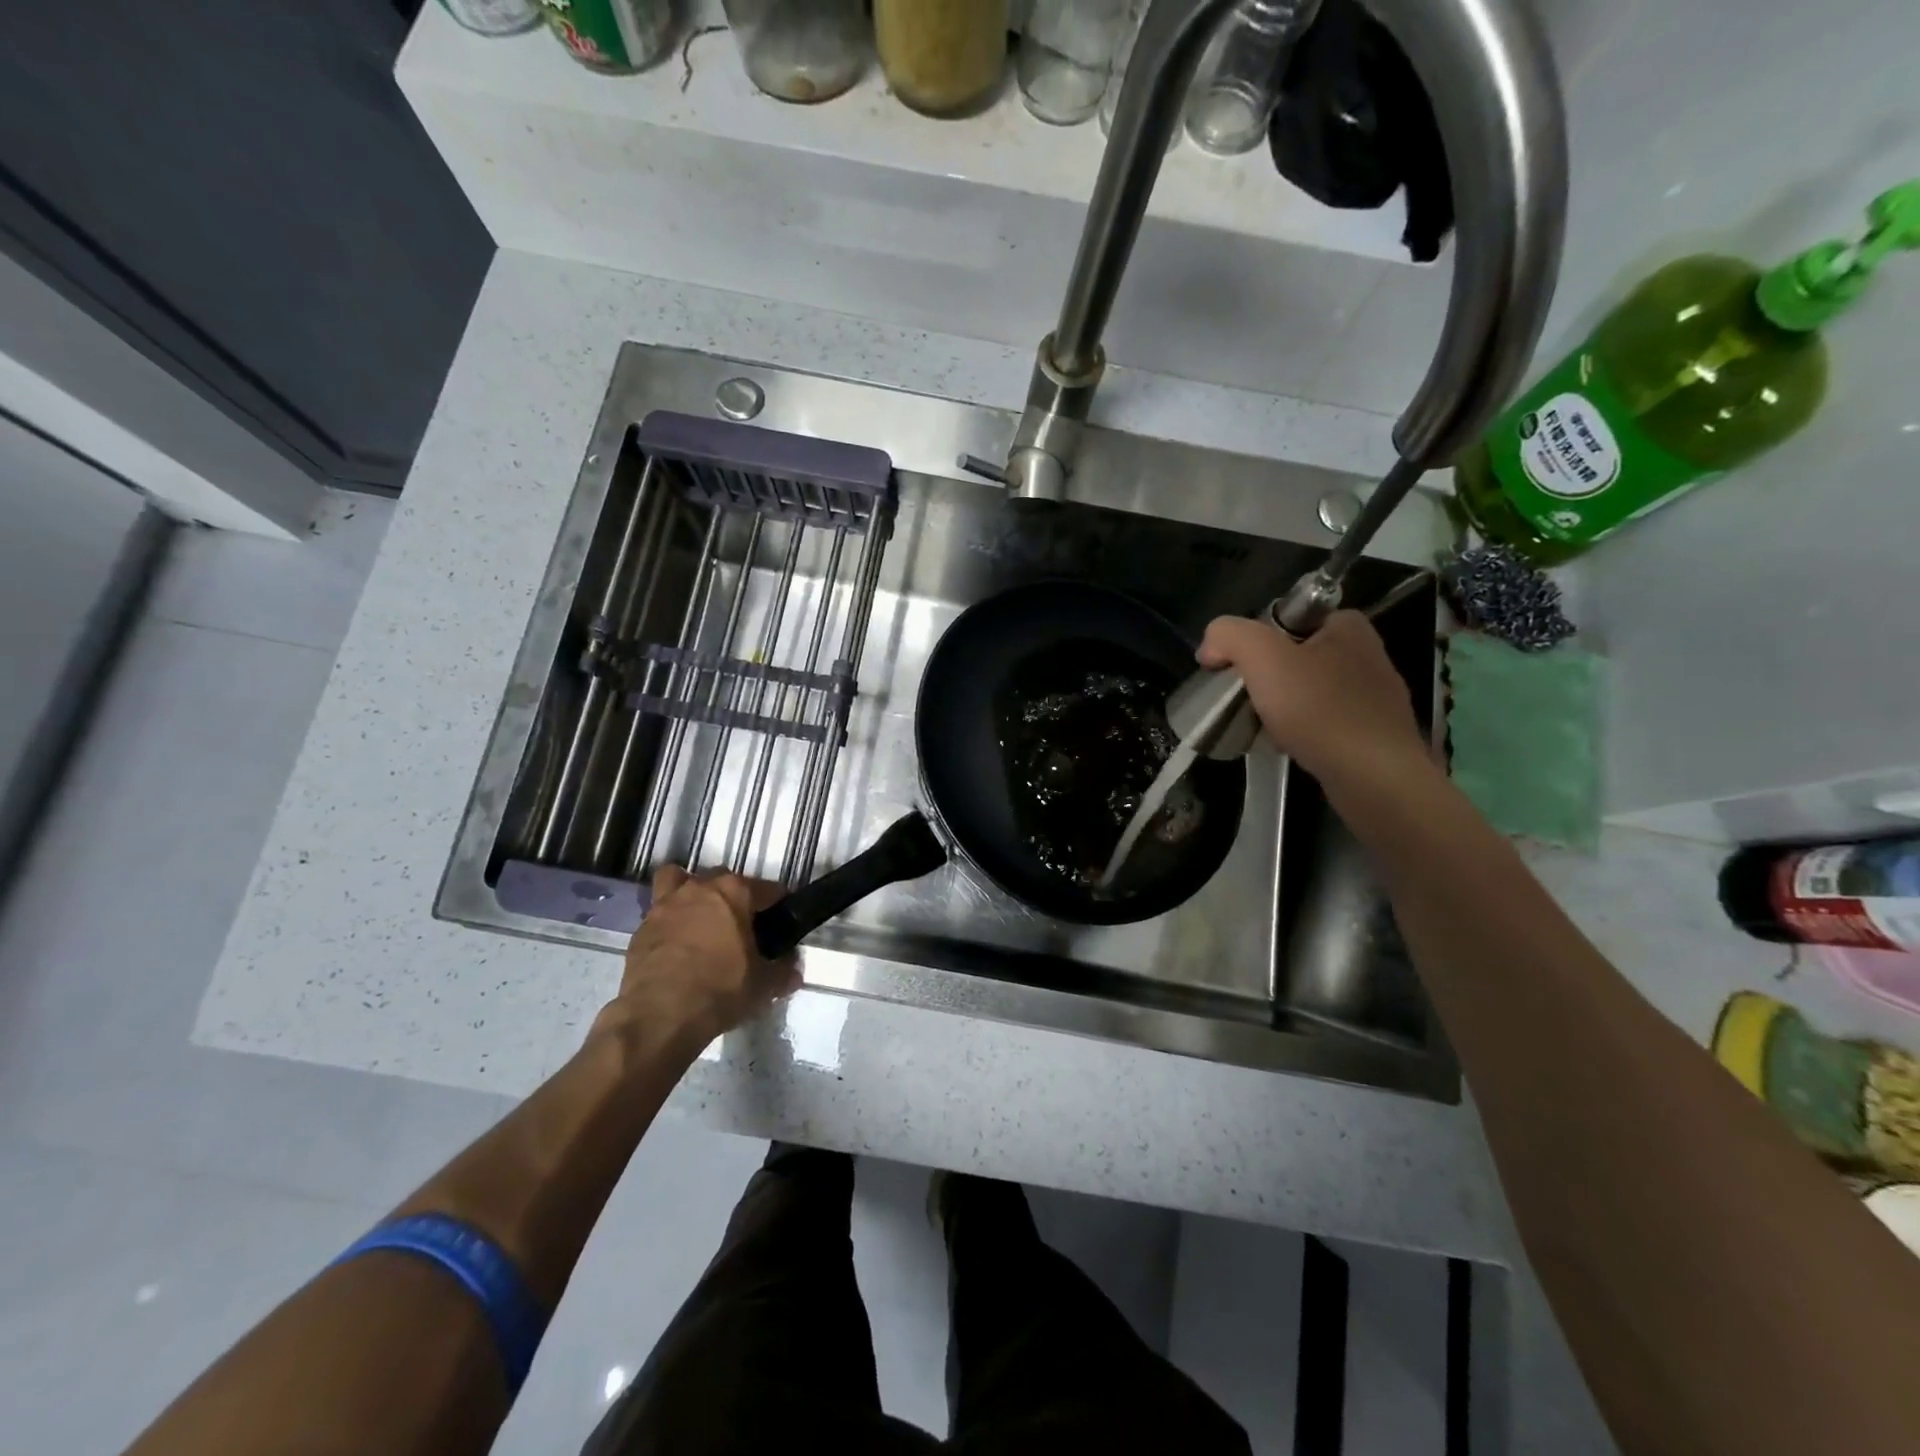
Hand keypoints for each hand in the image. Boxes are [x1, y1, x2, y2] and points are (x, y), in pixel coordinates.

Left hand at [610, 867, 799, 1048]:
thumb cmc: (720, 989)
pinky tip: (676, 945)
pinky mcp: (641, 928)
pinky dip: (668, 922)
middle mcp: (699, 888)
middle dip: (734, 896)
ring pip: (678, 880)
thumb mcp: (763, 985)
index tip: (781, 921)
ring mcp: (665, 905)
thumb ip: (782, 972)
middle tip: (741, 925)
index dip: (778, 904)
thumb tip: (792, 970)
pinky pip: (658, 913)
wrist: (660, 1015)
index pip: (768, 889)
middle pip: (723, 879)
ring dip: (690, 893)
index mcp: (734, 892)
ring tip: (699, 918)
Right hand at [1197, 610, 1432, 798]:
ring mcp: (1374, 695)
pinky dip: (1301, 730)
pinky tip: (1289, 745)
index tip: (1236, 670)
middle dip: (1265, 678)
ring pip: (1306, 691)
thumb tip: (1211, 646)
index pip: (1284, 620)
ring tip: (1263, 728)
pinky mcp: (1374, 731)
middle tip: (1246, 702)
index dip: (1253, 642)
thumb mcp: (1262, 657)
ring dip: (1280, 707)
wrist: (1374, 777)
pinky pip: (1323, 721)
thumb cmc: (1320, 710)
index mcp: (1347, 625)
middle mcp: (1366, 653)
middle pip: (1293, 657)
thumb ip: (1229, 636)